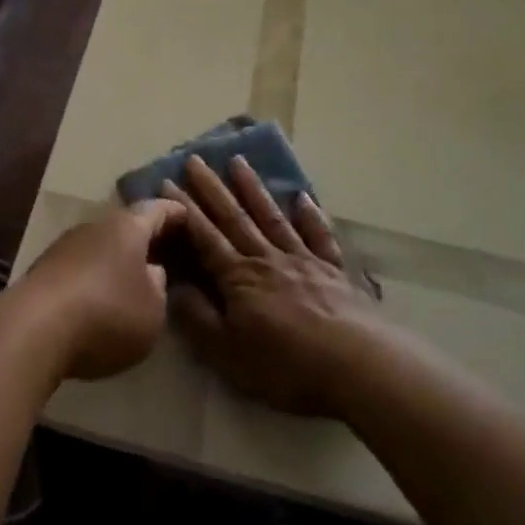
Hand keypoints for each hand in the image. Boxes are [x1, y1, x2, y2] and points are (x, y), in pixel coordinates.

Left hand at [17, 199, 180, 381]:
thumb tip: (151, 271)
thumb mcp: (152, 310)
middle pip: (126, 225)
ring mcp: (66, 244)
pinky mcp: (44, 268)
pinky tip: (99, 294)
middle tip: (165, 250)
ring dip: (116, 257)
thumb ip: (158, 287)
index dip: (175, 212)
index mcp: (128, 227)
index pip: (157, 209)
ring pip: (101, 244)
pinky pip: (80, 264)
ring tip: (132, 276)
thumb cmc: (107, 313)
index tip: (189, 215)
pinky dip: (94, 274)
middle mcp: (96, 225)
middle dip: (144, 237)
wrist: (34, 328)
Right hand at [164, 154, 380, 417]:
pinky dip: (310, 216)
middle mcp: (266, 258)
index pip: (204, 237)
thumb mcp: (229, 353)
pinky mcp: (333, 270)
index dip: (185, 211)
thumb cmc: (287, 365)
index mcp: (238, 277)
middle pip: (234, 218)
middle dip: (211, 188)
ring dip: (253, 189)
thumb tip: (172, 286)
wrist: (357, 365)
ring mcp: (302, 260)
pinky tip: (303, 198)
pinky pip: (318, 236)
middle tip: (195, 159)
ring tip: (239, 161)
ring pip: (271, 217)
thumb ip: (198, 318)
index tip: (167, 182)